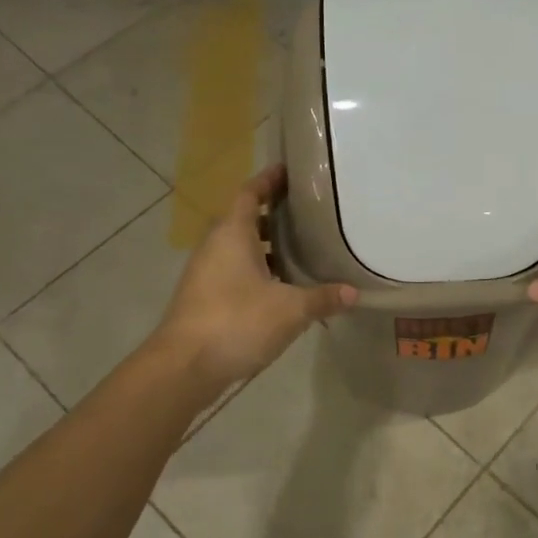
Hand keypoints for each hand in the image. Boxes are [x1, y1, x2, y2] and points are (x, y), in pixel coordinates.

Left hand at [152, 164, 356, 391]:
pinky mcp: (206, 298)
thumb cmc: (236, 322)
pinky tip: (285, 288)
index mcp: (232, 234)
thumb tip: (353, 292)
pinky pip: (237, 272)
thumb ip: (322, 298)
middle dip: (275, 214)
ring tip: (304, 248)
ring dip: (268, 246)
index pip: (250, 193)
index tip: (289, 170)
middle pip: (245, 219)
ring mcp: (207, 273)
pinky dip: (260, 271)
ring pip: (241, 248)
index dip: (269, 180)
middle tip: (309, 212)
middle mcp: (216, 246)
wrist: (184, 367)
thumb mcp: (290, 310)